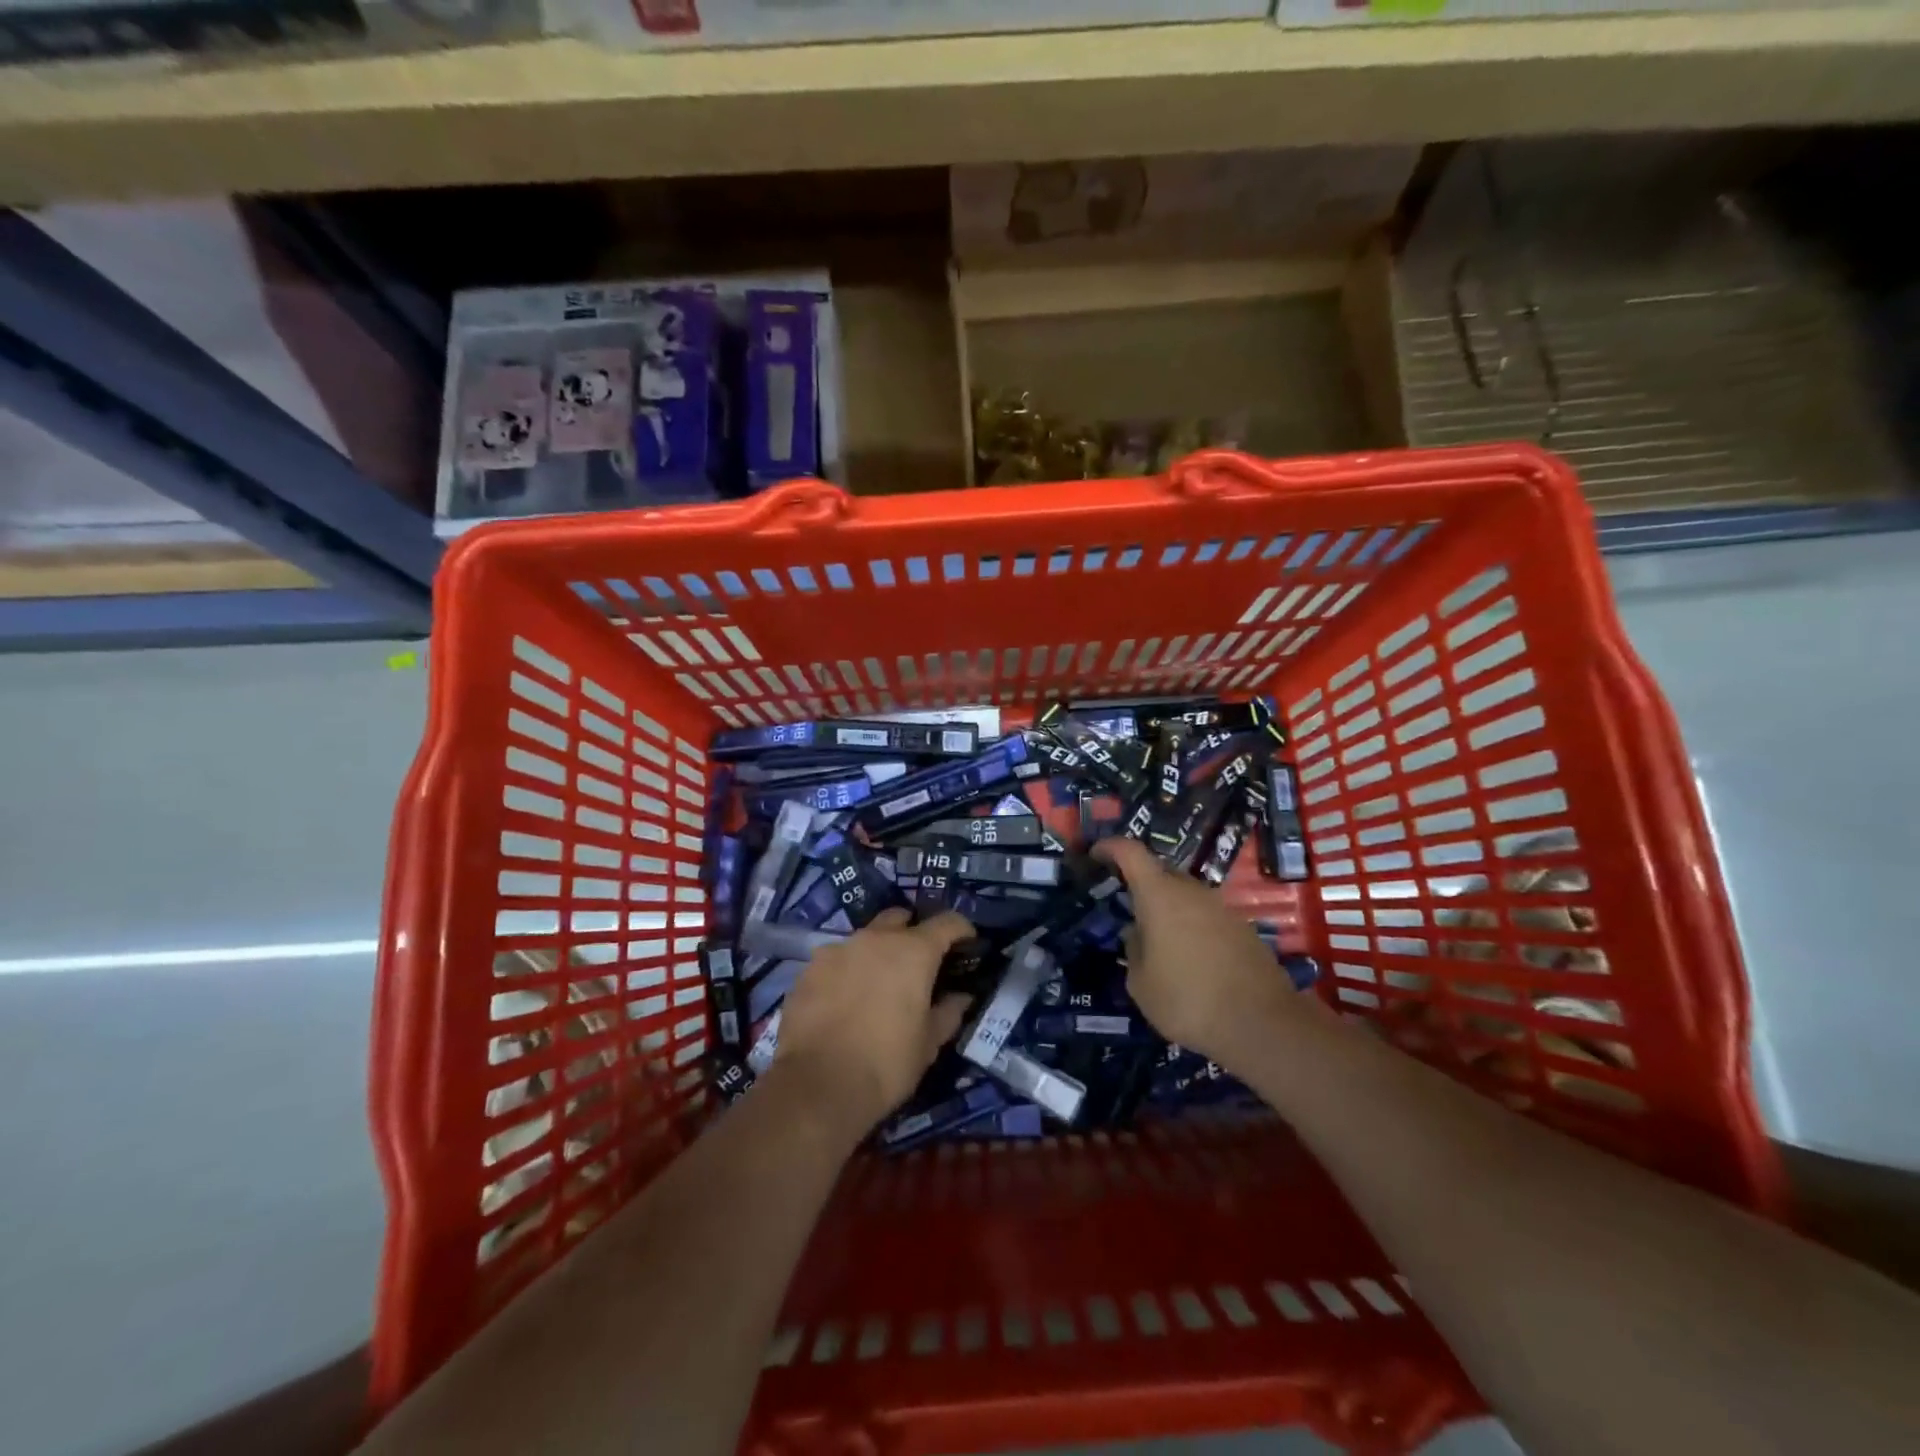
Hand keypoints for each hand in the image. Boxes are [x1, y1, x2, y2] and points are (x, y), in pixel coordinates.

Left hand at [768, 908, 973, 1135]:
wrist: (816, 1086)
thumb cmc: (886, 1063)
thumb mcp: (928, 1044)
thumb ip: (948, 1013)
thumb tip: (962, 997)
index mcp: (913, 951)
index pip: (947, 922)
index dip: (961, 929)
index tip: (967, 943)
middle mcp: (875, 939)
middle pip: (900, 919)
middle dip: (912, 933)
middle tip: (918, 963)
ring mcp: (837, 949)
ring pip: (864, 938)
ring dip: (876, 952)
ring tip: (877, 984)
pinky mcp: (808, 969)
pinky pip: (836, 960)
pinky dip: (846, 971)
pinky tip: (844, 999)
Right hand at [1095, 837, 1309, 1070]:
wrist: (1262, 1024)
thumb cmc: (1187, 999)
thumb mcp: (1141, 983)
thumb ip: (1133, 950)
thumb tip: (1137, 934)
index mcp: (1160, 895)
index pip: (1130, 852)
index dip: (1110, 848)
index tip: (1095, 855)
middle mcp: (1192, 891)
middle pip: (1160, 871)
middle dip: (1140, 882)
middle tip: (1124, 904)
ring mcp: (1222, 908)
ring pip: (1186, 895)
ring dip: (1168, 907)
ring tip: (1156, 938)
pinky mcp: (1243, 929)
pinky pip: (1206, 916)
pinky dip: (1191, 926)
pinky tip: (1188, 958)